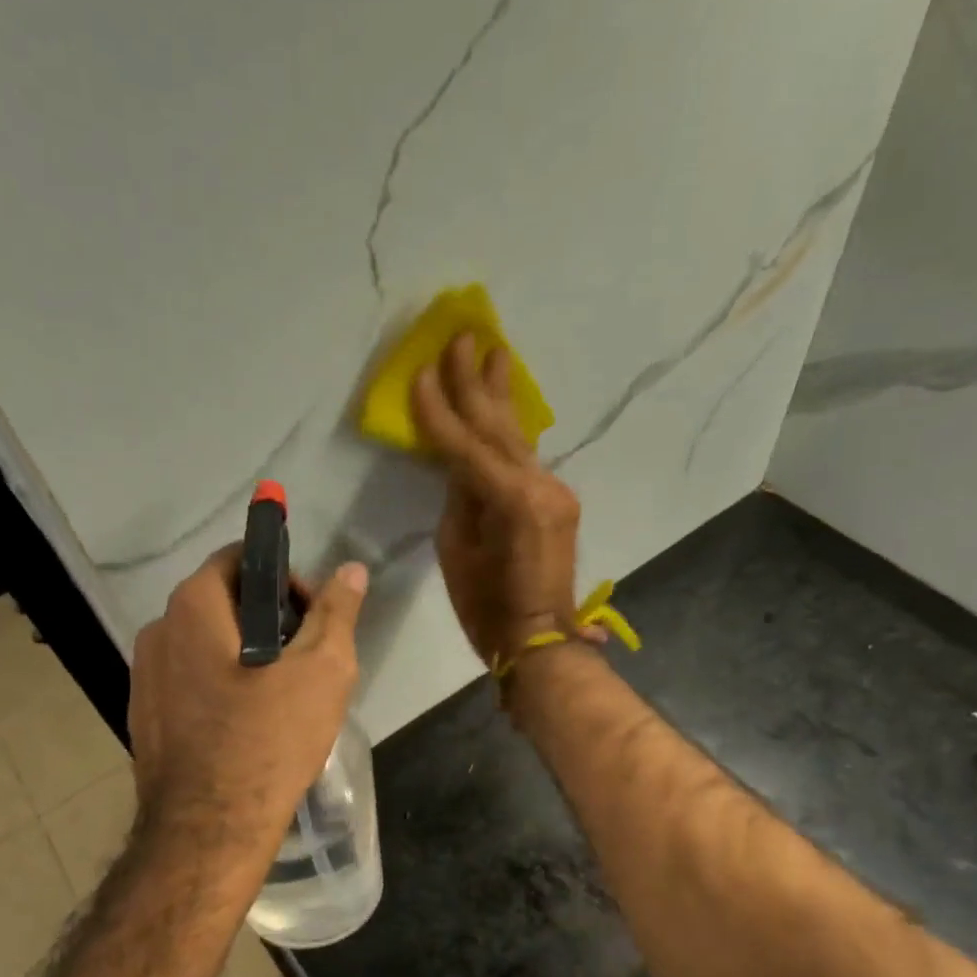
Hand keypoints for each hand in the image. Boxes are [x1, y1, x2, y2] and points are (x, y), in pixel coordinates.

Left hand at [128, 546, 367, 879]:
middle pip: (223, 601)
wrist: (210, 830)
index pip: (240, 559)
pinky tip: (248, 723)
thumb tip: (350, 570)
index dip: (285, 577)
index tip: (311, 617)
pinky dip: (221, 685)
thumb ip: (337, 611)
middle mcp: (158, 631)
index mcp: (193, 606)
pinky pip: (190, 681)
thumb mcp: (323, 669)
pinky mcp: (145, 716)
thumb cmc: (270, 738)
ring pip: (206, 644)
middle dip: (269, 618)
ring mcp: (144, 676)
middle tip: (305, 658)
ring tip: (281, 695)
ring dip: (245, 654)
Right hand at [411, 333, 593, 667]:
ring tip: (495, 353)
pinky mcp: (558, 502)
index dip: (439, 411)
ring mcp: (554, 492)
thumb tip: (459, 465)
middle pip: (499, 428)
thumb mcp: (457, 553)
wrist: (540, 640)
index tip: (419, 373)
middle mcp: (540, 486)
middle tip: (463, 337)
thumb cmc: (487, 609)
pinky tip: (505, 408)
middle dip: (477, 383)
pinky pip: (525, 458)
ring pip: (517, 438)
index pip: (466, 446)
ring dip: (500, 397)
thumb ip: (458, 499)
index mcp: (511, 502)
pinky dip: (508, 433)